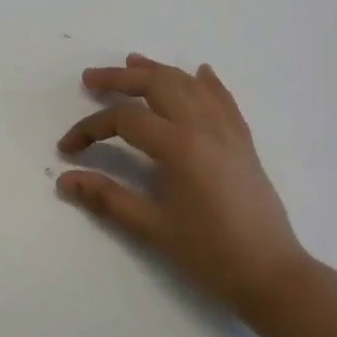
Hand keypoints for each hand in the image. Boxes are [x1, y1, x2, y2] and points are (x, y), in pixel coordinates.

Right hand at [57, 54, 308, 318]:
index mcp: (179, 145)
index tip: (67, 148)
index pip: (125, 120)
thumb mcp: (153, 228)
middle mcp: (204, 126)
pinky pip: (224, 99)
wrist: (270, 273)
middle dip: (121, 79)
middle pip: (157, 85)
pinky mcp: (243, 141)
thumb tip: (65, 180)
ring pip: (190, 85)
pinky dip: (207, 82)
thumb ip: (108, 198)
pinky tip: (200, 71)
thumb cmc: (209, 253)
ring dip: (159, 71)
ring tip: (133, 62)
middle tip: (91, 78)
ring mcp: (227, 130)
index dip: (90, 128)